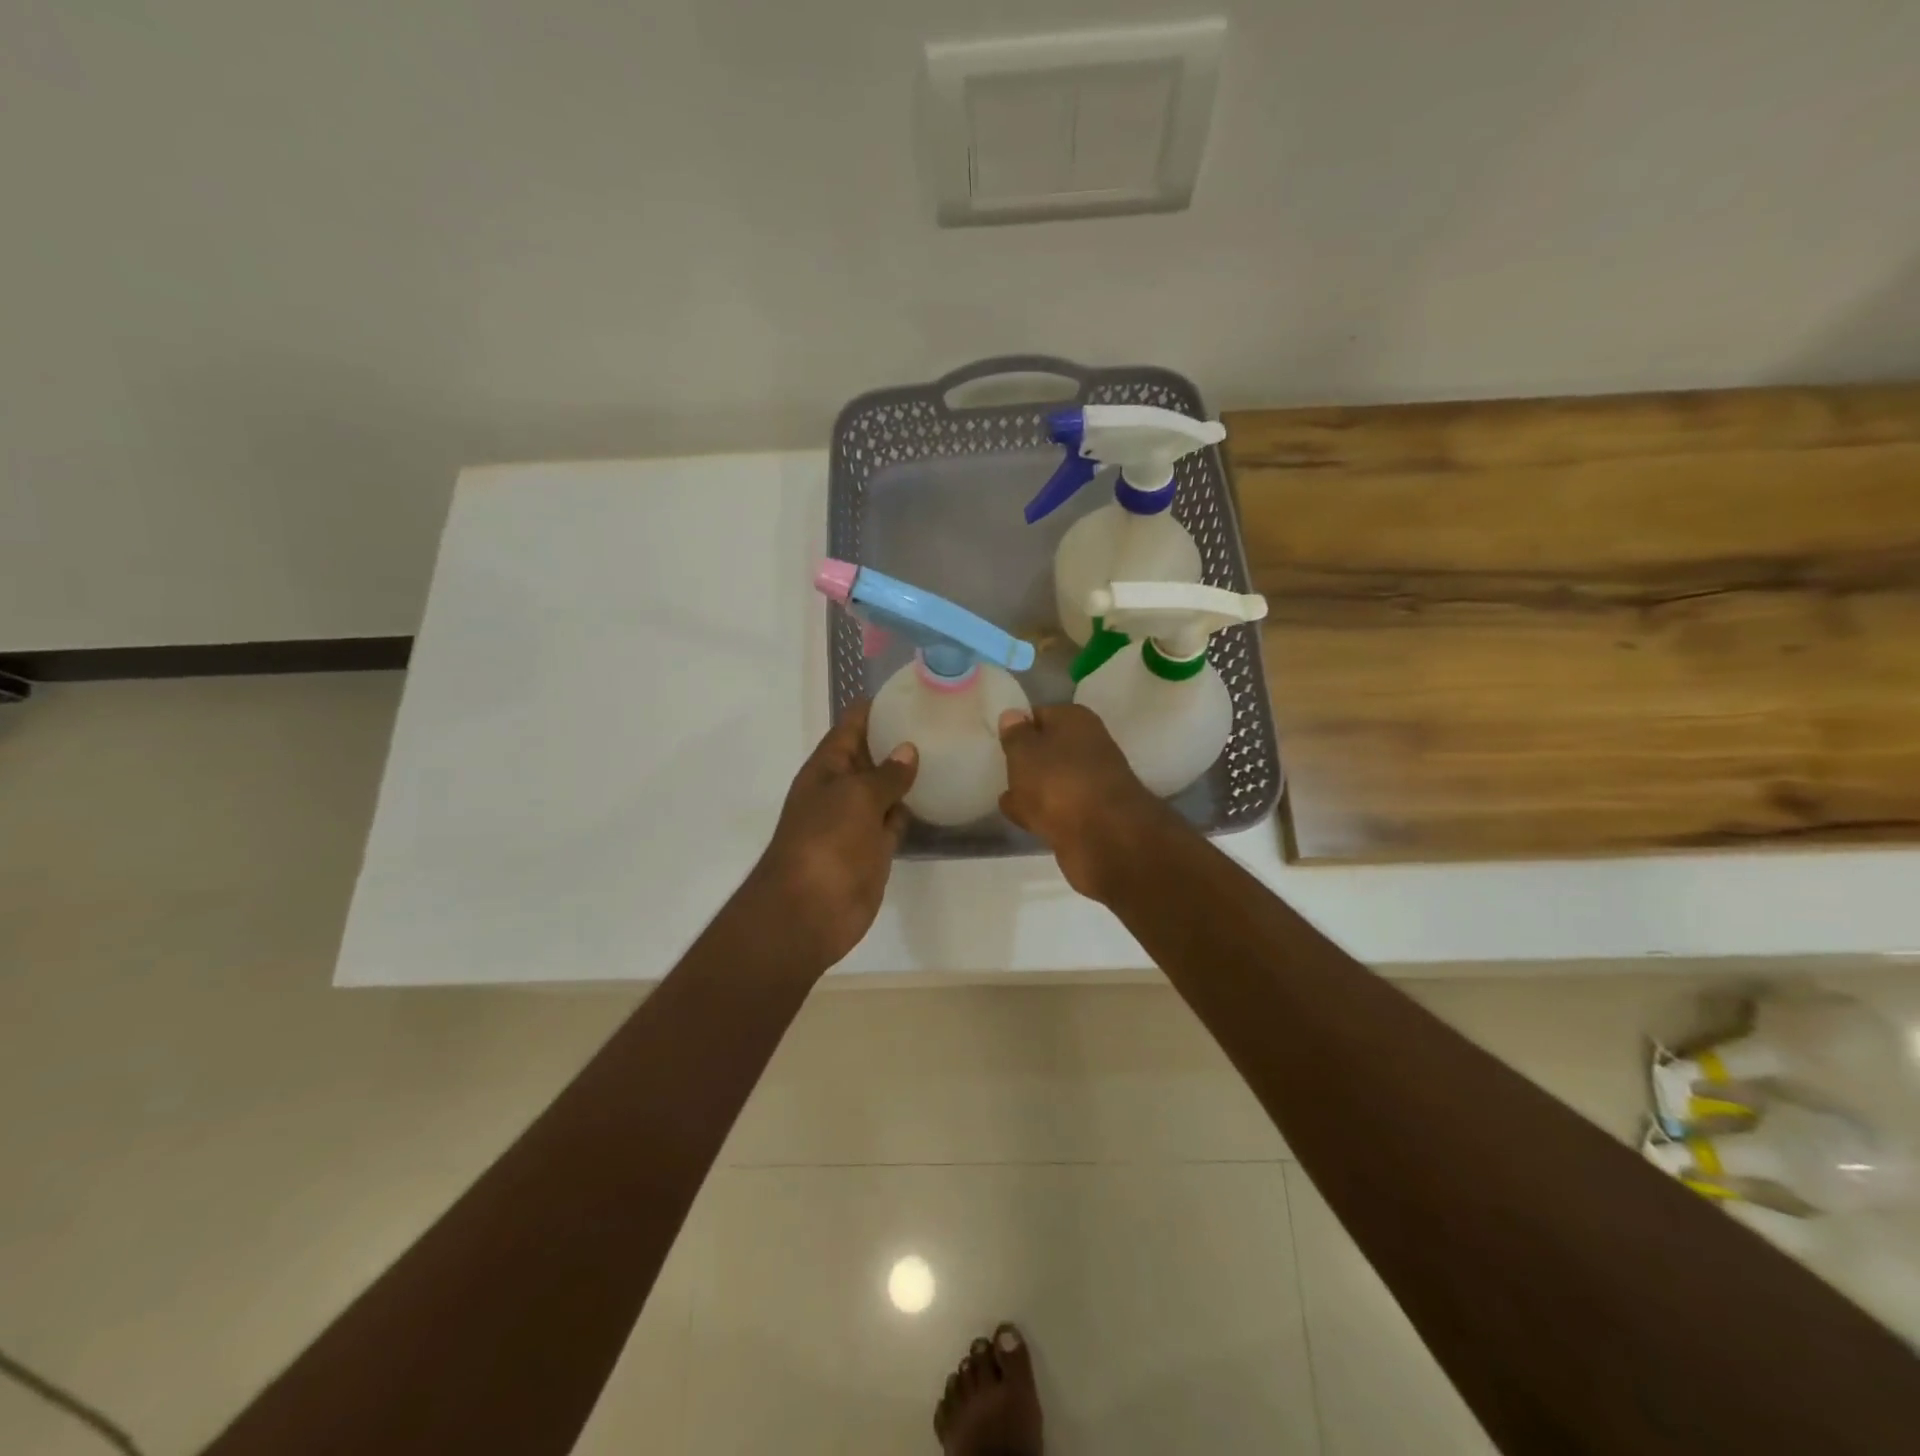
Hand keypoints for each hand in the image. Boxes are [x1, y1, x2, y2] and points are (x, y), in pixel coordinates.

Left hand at [750, 700, 917, 968]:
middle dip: (898, 738)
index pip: (851, 726)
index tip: (909, 689)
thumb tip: (908, 750)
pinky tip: (940, 795)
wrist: (810, 910)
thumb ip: (885, 774)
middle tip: (942, 718)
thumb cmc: (826, 843)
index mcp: (827, 768)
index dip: (875, 706)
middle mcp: (842, 789)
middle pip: (871, 755)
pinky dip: (913, 810)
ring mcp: (858, 820)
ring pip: (887, 789)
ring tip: (948, 749)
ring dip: (910, 775)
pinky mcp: (875, 848)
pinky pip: (896, 821)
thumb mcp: (856, 797)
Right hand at [997, 703, 1170, 900]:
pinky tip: (1024, 819)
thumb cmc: (1058, 782)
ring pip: (1053, 779)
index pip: (1039, 714)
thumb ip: (1015, 734)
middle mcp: (1089, 744)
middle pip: (1048, 749)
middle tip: (1002, 771)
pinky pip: (1059, 807)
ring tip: (1008, 799)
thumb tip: (1012, 715)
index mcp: (1075, 719)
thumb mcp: (1024, 752)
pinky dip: (1043, 811)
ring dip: (1034, 788)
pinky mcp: (1092, 814)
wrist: (1104, 837)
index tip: (999, 744)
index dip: (1018, 728)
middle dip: (1027, 761)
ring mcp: (1092, 781)